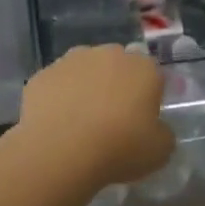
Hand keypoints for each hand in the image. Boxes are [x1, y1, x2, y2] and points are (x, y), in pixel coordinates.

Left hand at [18, 45, 174, 188]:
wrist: (60, 150)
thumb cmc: (119, 148)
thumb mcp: (160, 151)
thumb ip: (162, 133)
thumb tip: (154, 129)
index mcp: (143, 68)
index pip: (153, 75)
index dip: (149, 97)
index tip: (142, 121)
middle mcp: (109, 54)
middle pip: (118, 66)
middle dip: (117, 86)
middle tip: (112, 120)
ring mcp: (71, 61)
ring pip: (85, 71)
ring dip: (86, 88)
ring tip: (81, 122)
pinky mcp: (42, 74)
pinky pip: (57, 85)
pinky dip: (59, 99)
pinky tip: (57, 125)